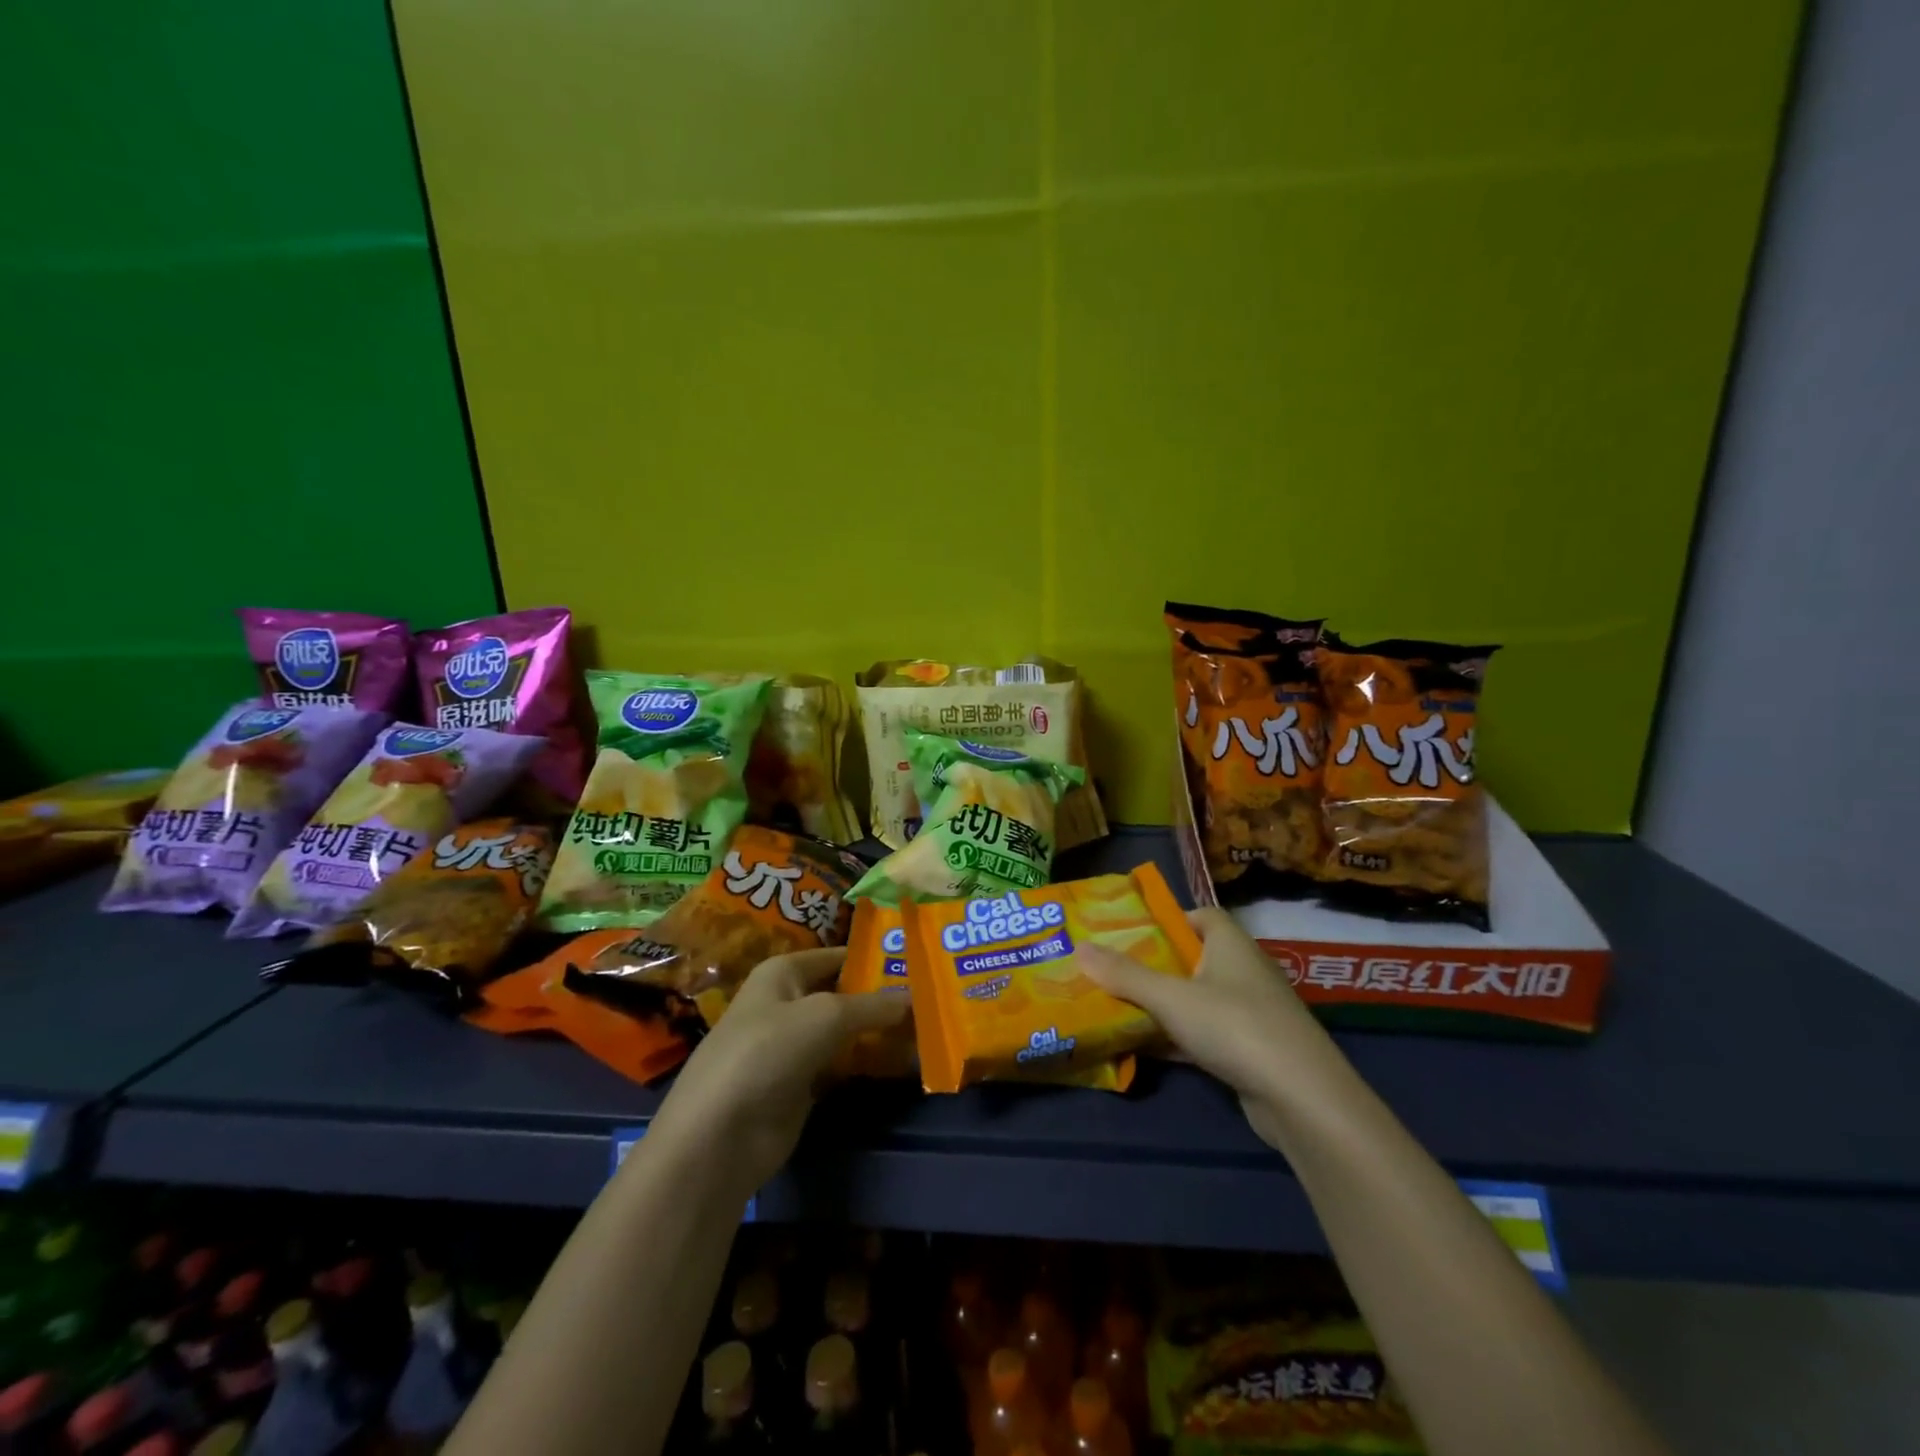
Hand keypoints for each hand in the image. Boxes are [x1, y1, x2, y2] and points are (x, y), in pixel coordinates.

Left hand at [647, 947, 907, 1191]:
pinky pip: (840, 1065)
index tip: (916, 962)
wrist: (719, 1136)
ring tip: (925, 1027)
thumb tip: (913, 995)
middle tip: (930, 997)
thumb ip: (872, 1005)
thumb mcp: (826, 1017)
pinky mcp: (799, 1085)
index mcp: (782, 973)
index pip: (836, 955)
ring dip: (876, 1032)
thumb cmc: (767, 1052)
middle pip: (842, 993)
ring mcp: (792, 1047)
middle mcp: (786, 1003)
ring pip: (844, 1031)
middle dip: (880, 996)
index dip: (872, 958)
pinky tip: (900, 1062)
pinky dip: (865, 1064)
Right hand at [1079, 907, 1331, 1151]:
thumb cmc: (1234, 1026)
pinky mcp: (1250, 1050)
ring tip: (1116, 1005)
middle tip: (1111, 969)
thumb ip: (1125, 975)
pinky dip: (1177, 1037)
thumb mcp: (1171, 997)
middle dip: (1153, 964)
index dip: (1167, 920)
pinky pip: (1204, 1034)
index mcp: (1230, 943)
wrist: (1301, 1099)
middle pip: (1192, 958)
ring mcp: (1249, 1013)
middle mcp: (1243, 971)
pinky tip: (1143, 1047)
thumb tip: (1080, 948)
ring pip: (1196, 999)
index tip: (1130, 932)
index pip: (1200, 916)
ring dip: (1162, 1004)